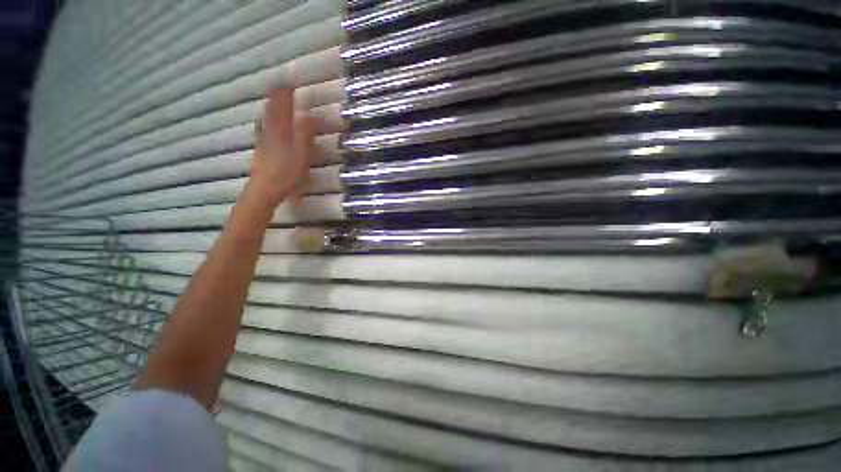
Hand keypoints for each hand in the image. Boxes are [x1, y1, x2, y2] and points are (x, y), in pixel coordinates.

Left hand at [248, 87, 317, 207]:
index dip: (286, 92)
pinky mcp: (261, 148)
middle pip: (272, 108)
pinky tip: (263, 121)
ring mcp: (263, 139)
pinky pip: (262, 128)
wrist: (266, 188)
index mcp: (281, 130)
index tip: (291, 81)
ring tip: (274, 99)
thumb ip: (305, 133)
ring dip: (271, 106)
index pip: (282, 105)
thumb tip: (309, 114)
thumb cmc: (287, 172)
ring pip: (266, 117)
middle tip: (283, 86)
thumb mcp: (302, 154)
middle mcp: (269, 131)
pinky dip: (265, 120)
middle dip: (277, 96)